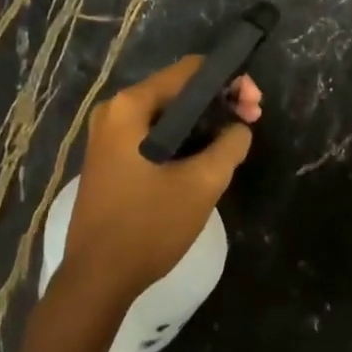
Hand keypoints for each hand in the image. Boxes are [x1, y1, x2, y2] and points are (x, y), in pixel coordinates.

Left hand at [62, 59, 261, 301]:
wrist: (97, 280)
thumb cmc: (148, 226)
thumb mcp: (201, 184)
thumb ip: (230, 145)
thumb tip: (240, 128)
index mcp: (131, 107)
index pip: (190, 71)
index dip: (229, 81)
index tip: (255, 106)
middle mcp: (115, 112)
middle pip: (178, 90)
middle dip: (219, 102)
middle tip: (252, 122)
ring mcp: (108, 136)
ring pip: (167, 114)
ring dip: (203, 122)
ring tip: (235, 141)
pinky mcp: (111, 159)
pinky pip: (154, 134)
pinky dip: (183, 138)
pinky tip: (206, 157)